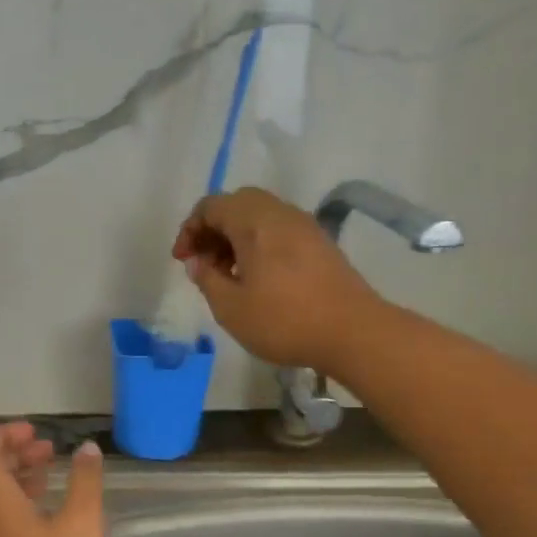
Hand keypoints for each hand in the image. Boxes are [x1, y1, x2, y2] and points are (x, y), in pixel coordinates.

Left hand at [0, 424, 106, 536]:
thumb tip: (87, 449)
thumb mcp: (82, 523)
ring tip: (49, 473)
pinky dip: (15, 503)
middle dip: (13, 451)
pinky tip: (45, 513)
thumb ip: (85, 480)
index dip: (4, 432)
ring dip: (15, 477)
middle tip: (47, 449)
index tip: (35, 433)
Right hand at [172, 187, 383, 368]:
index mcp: (254, 222)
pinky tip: (257, 277)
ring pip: (260, 215)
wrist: (353, 332)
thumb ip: (207, 279)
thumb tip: (199, 262)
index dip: (190, 229)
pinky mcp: (320, 243)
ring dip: (236, 236)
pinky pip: (279, 229)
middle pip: (237, 204)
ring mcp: (304, 226)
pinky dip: (259, 243)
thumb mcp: (230, 307)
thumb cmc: (284, 320)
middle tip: (204, 262)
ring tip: (228, 273)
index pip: (211, 206)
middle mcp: (280, 214)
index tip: (183, 260)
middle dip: (213, 228)